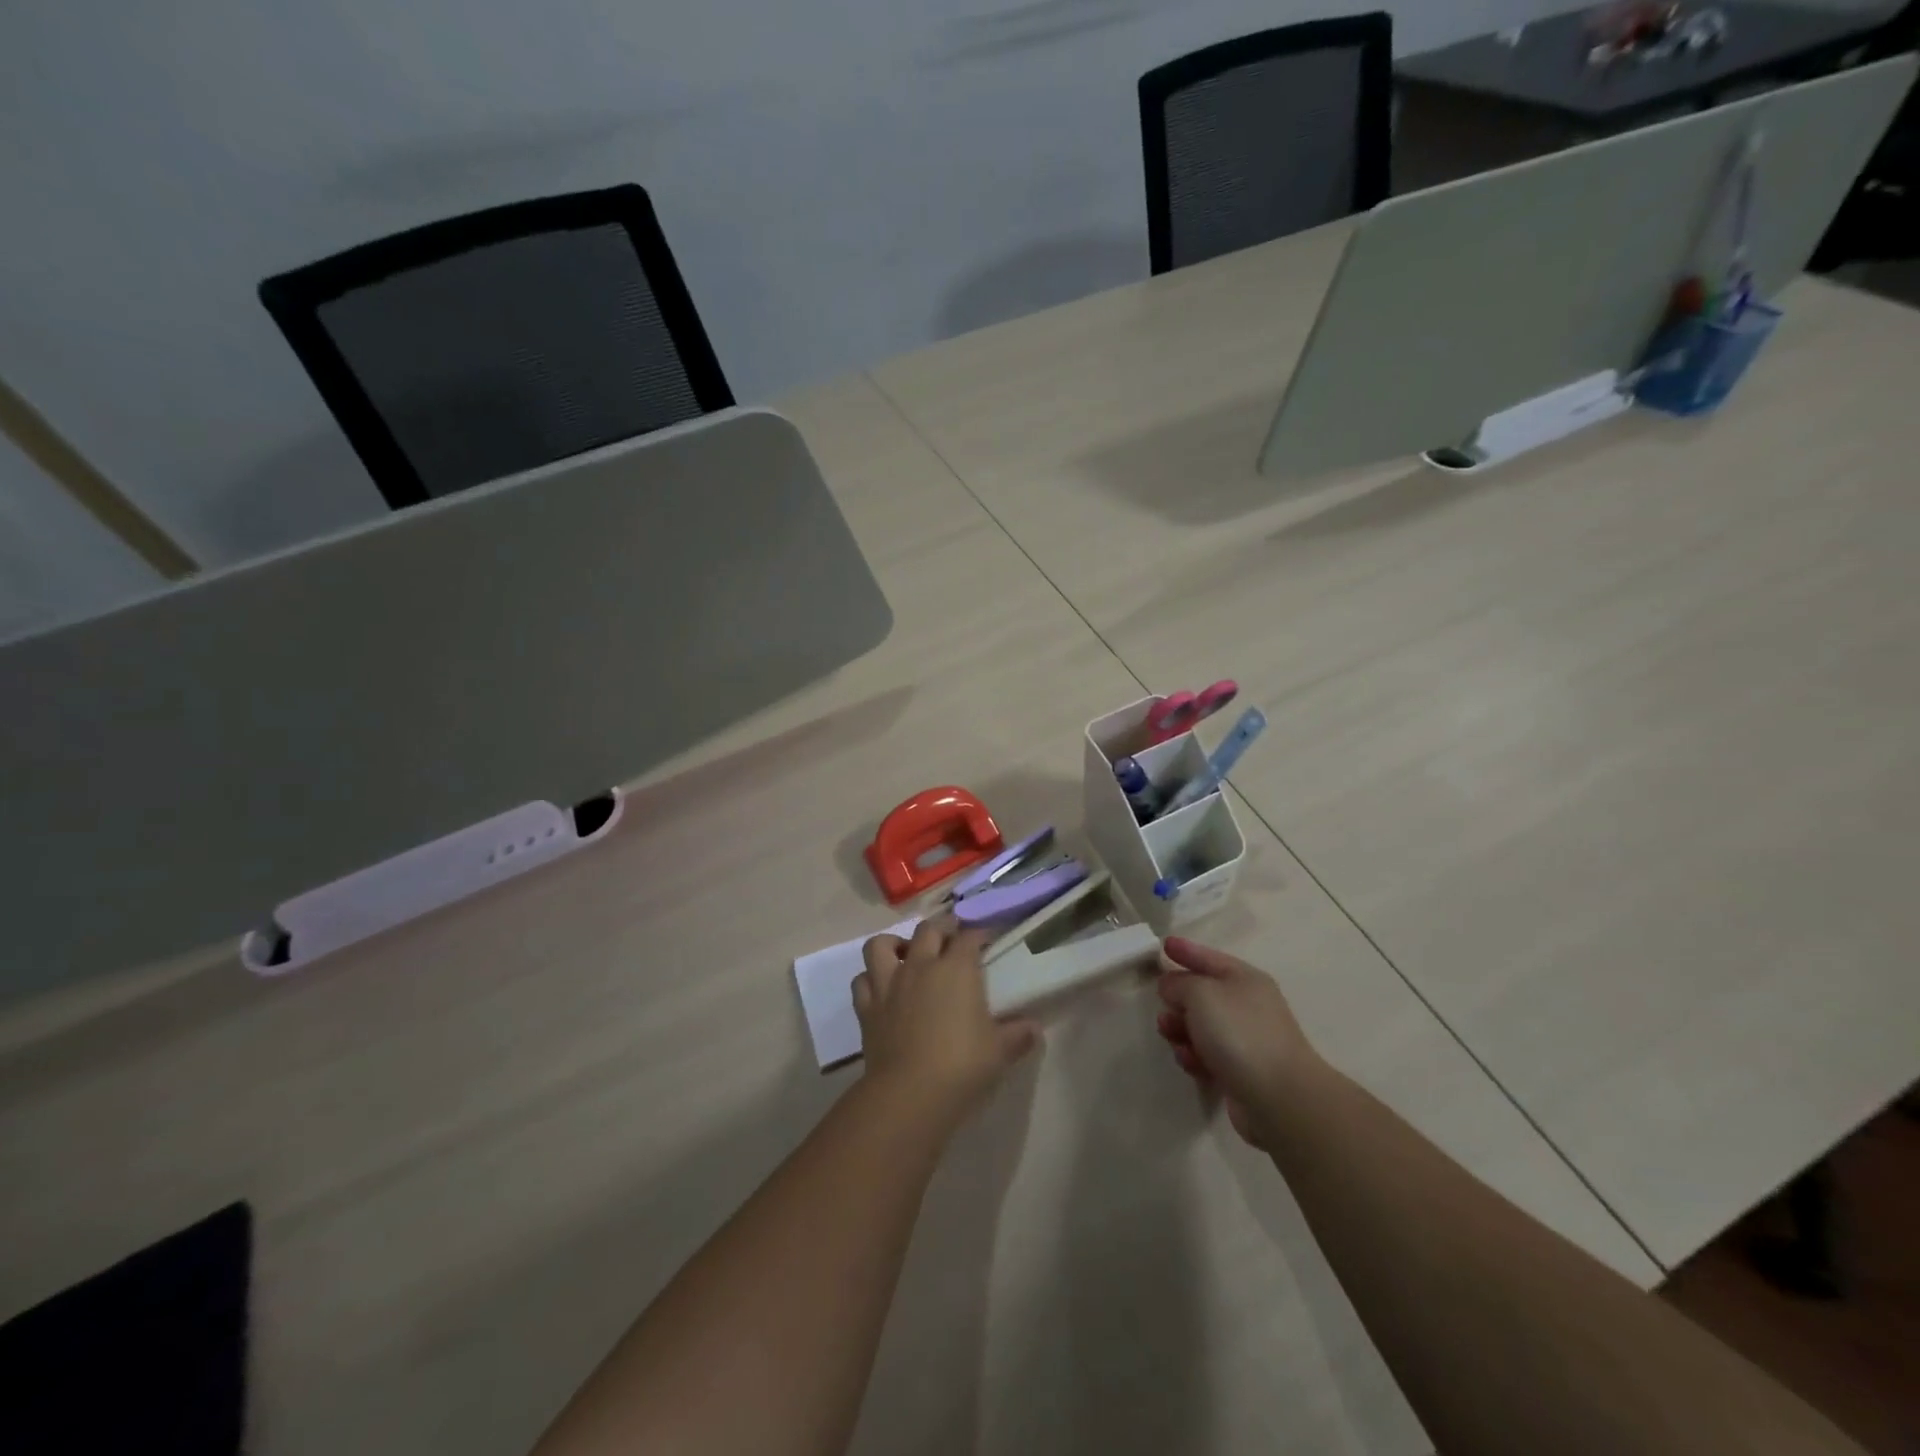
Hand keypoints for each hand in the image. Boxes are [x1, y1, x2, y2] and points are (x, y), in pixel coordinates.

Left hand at [854, 915, 1039, 1131]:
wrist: (910, 1093)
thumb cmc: (962, 1065)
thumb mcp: (1000, 1051)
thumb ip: (1018, 1035)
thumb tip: (1034, 1029)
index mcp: (956, 969)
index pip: (968, 937)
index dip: (979, 934)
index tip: (987, 940)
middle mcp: (920, 966)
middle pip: (928, 930)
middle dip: (942, 928)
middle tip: (951, 939)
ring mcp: (889, 984)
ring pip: (882, 945)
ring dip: (895, 944)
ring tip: (907, 954)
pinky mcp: (867, 1008)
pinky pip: (862, 980)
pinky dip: (870, 979)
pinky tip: (881, 988)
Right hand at [1155, 937, 1321, 1147]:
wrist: (1279, 1097)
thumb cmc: (1239, 1033)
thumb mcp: (1201, 993)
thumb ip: (1180, 983)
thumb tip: (1171, 985)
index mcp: (1245, 979)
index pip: (1209, 957)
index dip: (1186, 950)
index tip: (1163, 945)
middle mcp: (1248, 1006)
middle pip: (1204, 994)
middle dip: (1178, 998)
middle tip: (1161, 1004)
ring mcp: (1247, 1040)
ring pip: (1202, 1027)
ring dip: (1181, 1028)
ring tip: (1168, 1033)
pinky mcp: (1241, 1072)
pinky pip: (1208, 1056)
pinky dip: (1194, 1055)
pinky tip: (1188, 1060)